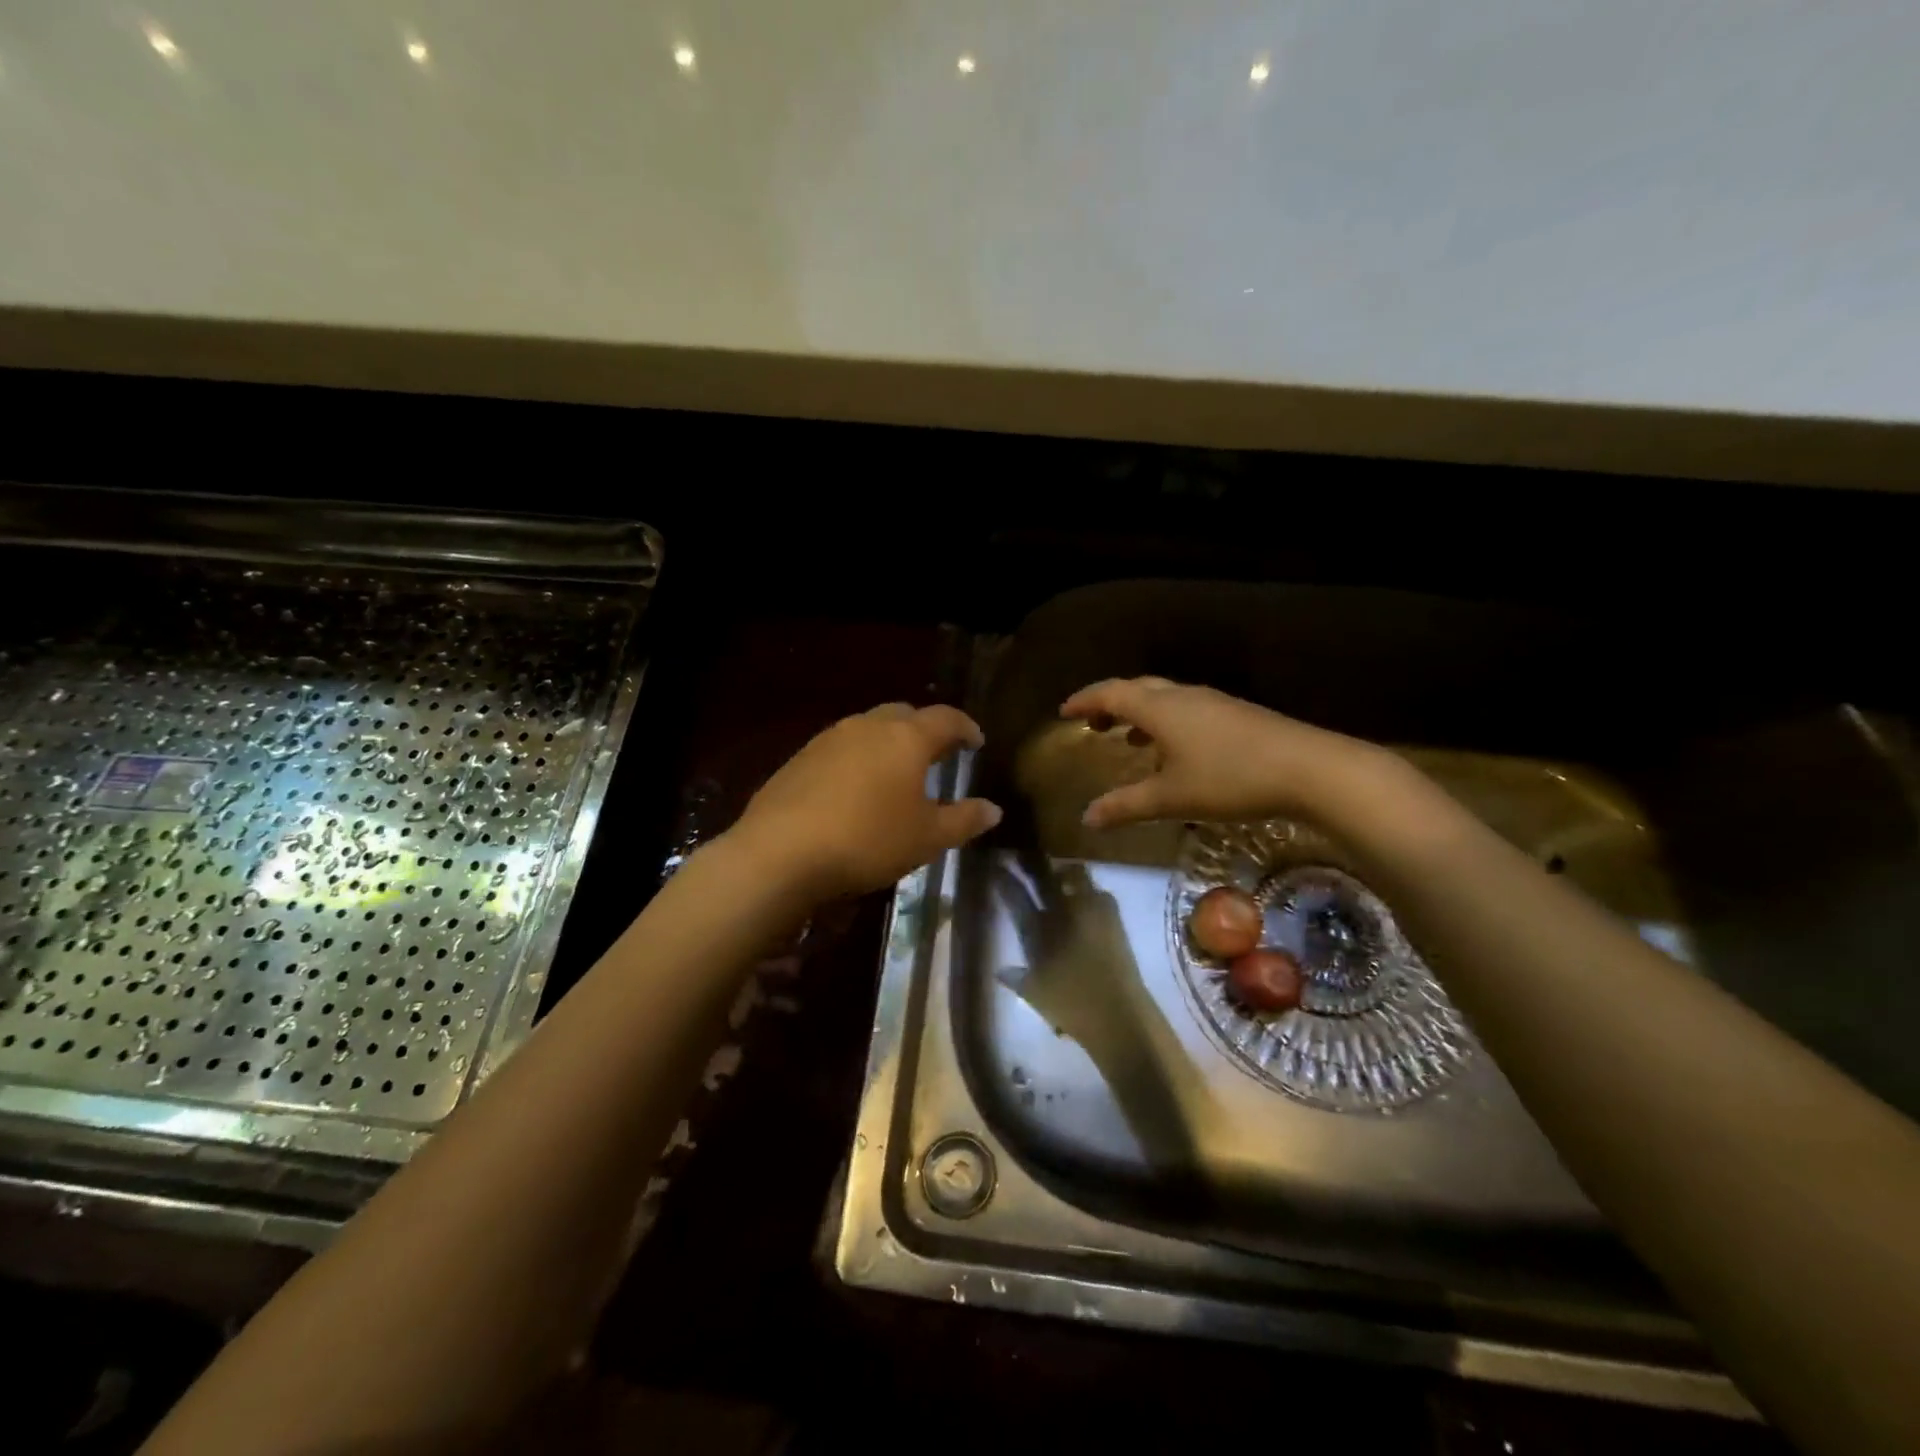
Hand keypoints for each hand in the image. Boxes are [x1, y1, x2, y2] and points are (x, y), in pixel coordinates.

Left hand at [731, 703, 1001, 901]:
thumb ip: (964, 820)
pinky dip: (858, 758)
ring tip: (896, 772)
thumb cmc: (868, 840)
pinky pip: (841, 747)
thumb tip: (993, 809)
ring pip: (869, 728)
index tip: (976, 742)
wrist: (781, 852)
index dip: (966, 728)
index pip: (947, 718)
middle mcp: (868, 726)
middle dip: (926, 729)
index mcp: (906, 738)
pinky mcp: (800, 757)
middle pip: (905, 714)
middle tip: (938, 754)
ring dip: (889, 742)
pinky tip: (855, 789)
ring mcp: (829, 738)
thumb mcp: (927, 838)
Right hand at [1060, 677, 1378, 828]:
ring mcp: (1213, 702)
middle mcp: (1182, 696)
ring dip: (1140, 713)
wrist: (1308, 768)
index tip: (1064, 712)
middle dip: (1110, 703)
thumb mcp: (1171, 798)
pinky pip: (1186, 709)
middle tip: (1093, 723)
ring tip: (1128, 739)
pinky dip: (1166, 722)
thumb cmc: (1229, 779)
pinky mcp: (1236, 714)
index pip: (1111, 693)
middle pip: (1137, 689)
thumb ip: (1126, 806)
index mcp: (1160, 708)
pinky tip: (1176, 751)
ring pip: (1164, 698)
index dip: (1085, 700)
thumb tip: (1087, 818)